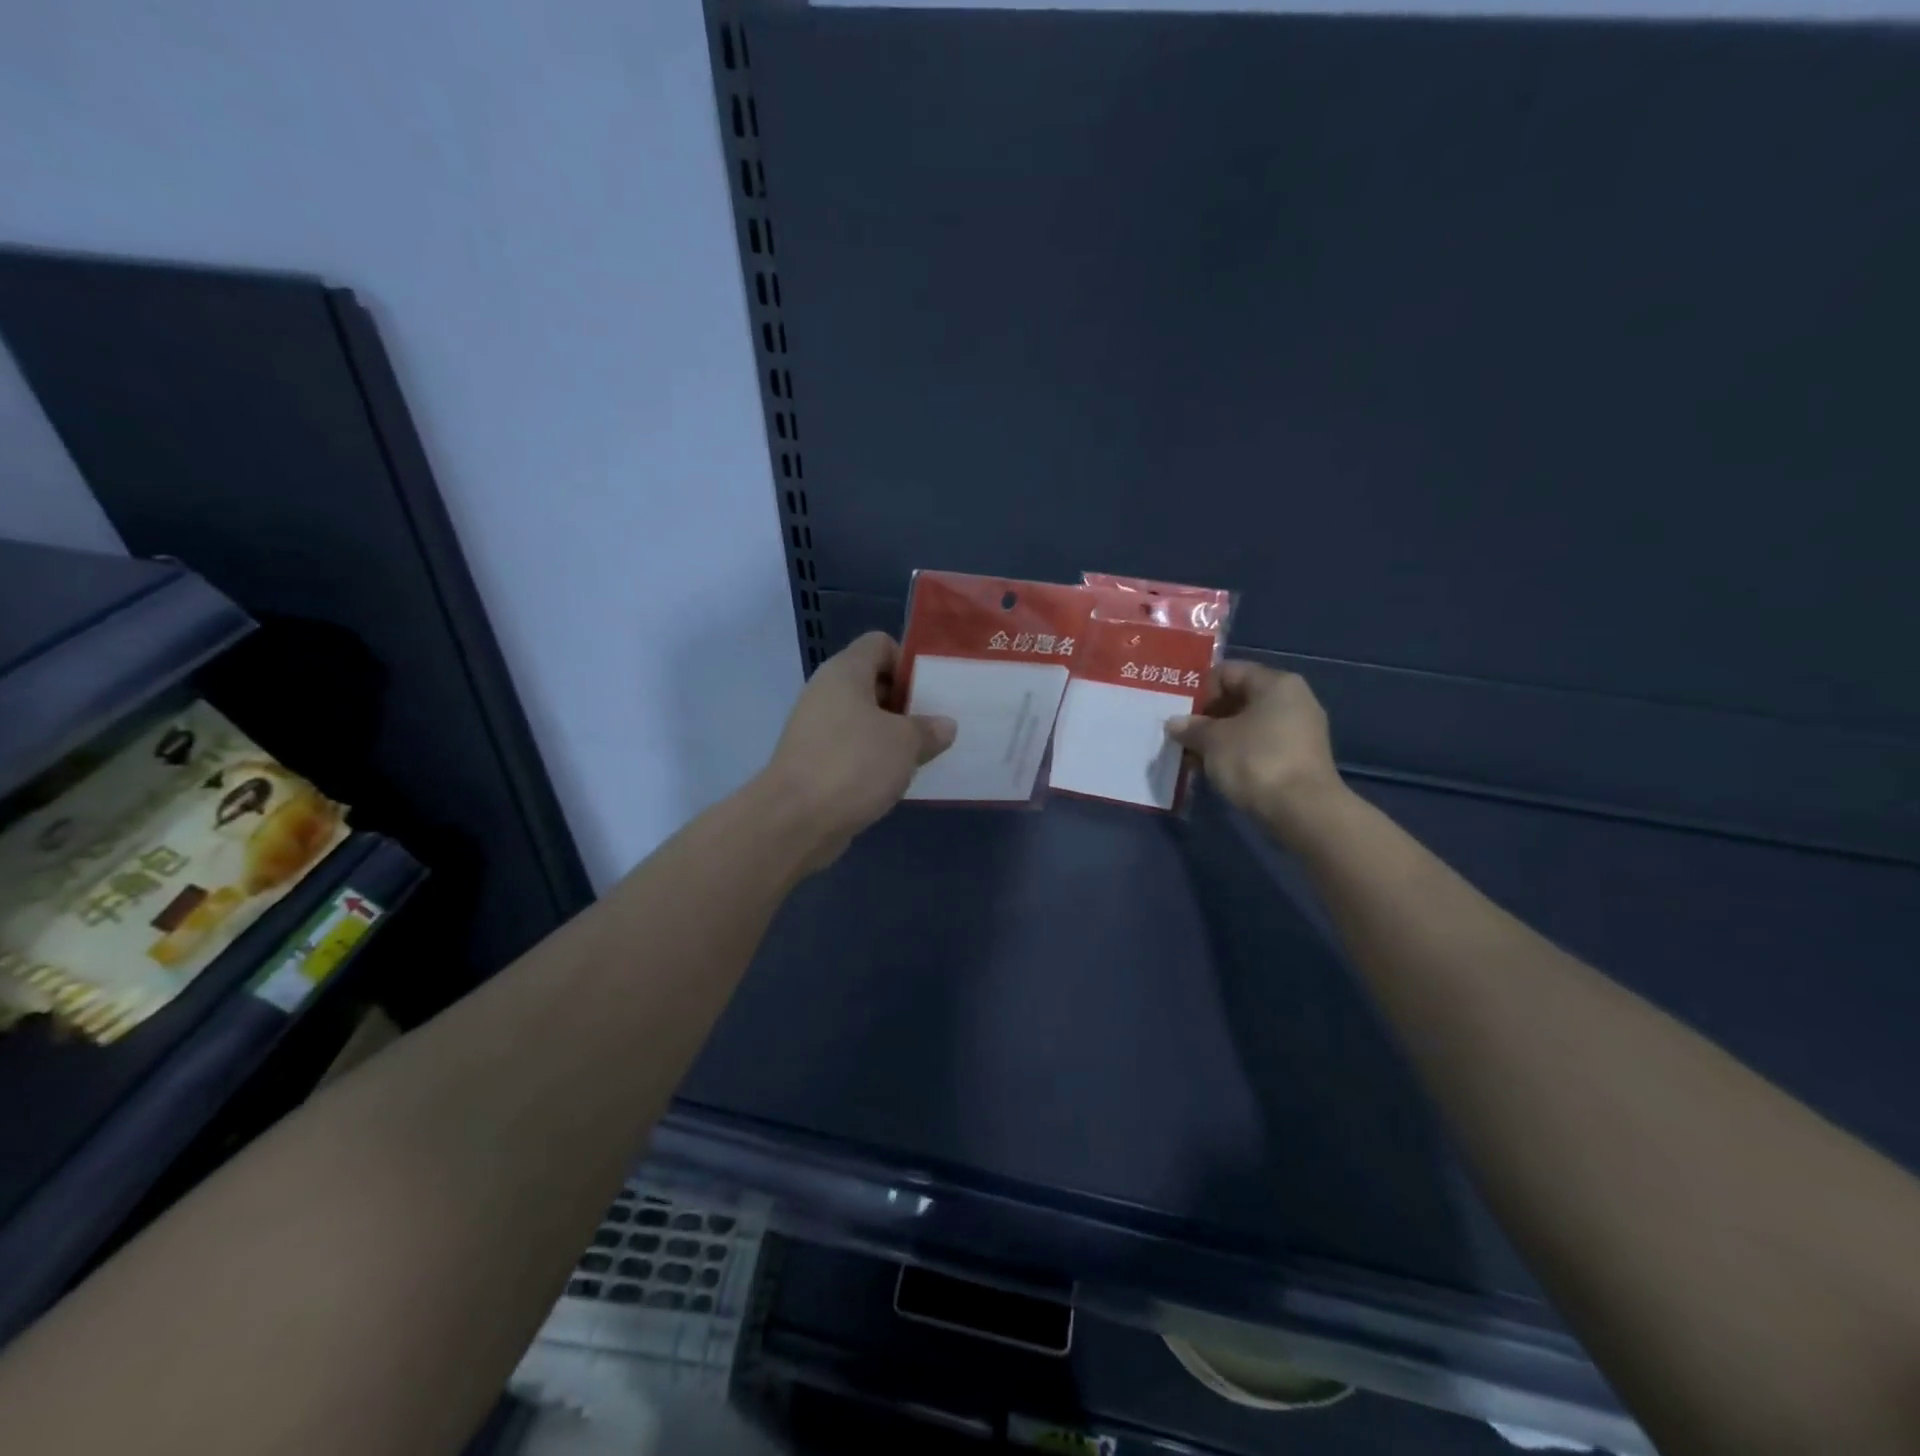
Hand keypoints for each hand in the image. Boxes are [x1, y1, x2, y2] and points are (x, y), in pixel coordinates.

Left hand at [758, 632, 955, 870]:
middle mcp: (826, 692)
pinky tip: (895, 779)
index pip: (880, 643)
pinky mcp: (813, 761)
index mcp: (845, 671)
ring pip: (864, 719)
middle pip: (873, 682)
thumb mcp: (905, 743)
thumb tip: (944, 725)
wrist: (794, 821)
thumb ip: (929, 729)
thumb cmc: (853, 764)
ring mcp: (816, 728)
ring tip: (923, 753)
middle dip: (906, 701)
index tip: (932, 689)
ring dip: (892, 734)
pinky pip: (852, 749)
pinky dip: (873, 759)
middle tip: (936, 723)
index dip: (908, 660)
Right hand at [1166, 662, 1345, 842]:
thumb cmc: (1255, 761)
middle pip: (1239, 698)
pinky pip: (1260, 746)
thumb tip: (1176, 723)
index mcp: (1276, 683)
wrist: (1303, 811)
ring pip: (1248, 725)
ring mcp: (1300, 731)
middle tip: (1182, 736)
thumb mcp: (1212, 741)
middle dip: (1207, 717)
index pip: (1228, 672)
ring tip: (1194, 757)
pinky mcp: (1300, 759)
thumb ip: (1191, 727)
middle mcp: (1294, 700)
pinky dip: (1237, 754)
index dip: (1200, 690)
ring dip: (1219, 739)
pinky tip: (1216, 770)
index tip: (1180, 714)